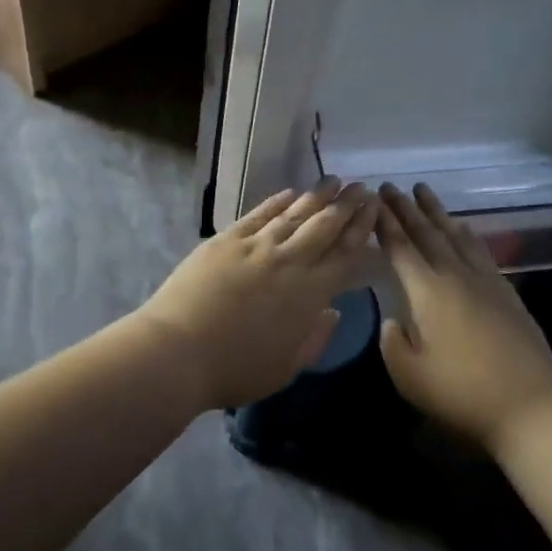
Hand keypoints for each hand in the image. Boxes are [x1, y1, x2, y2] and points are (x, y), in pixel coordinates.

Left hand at [138, 178, 377, 411]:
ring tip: (334, 181)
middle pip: (325, 225)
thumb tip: (332, 311)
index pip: (345, 252)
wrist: (177, 351)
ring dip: (317, 196)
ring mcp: (256, 246)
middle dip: (347, 204)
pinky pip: (259, 214)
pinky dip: (277, 201)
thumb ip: (315, 338)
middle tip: (362, 187)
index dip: (362, 228)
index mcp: (310, 293)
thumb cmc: (235, 369)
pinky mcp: (226, 240)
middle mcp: (289, 261)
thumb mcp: (286, 368)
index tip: (374, 208)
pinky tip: (290, 193)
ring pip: (295, 213)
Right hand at [374, 183, 551, 454]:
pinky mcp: (508, 294)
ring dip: (437, 213)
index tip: (373, 200)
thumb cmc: (462, 394)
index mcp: (428, 292)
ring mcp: (486, 282)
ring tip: (424, 192)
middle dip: (406, 209)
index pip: (401, 248)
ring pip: (456, 236)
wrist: (532, 408)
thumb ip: (392, 343)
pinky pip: (480, 251)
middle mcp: (457, 276)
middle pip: (428, 233)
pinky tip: (464, 228)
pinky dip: (467, 234)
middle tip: (391, 186)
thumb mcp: (409, 377)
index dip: (385, 223)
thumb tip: (393, 321)